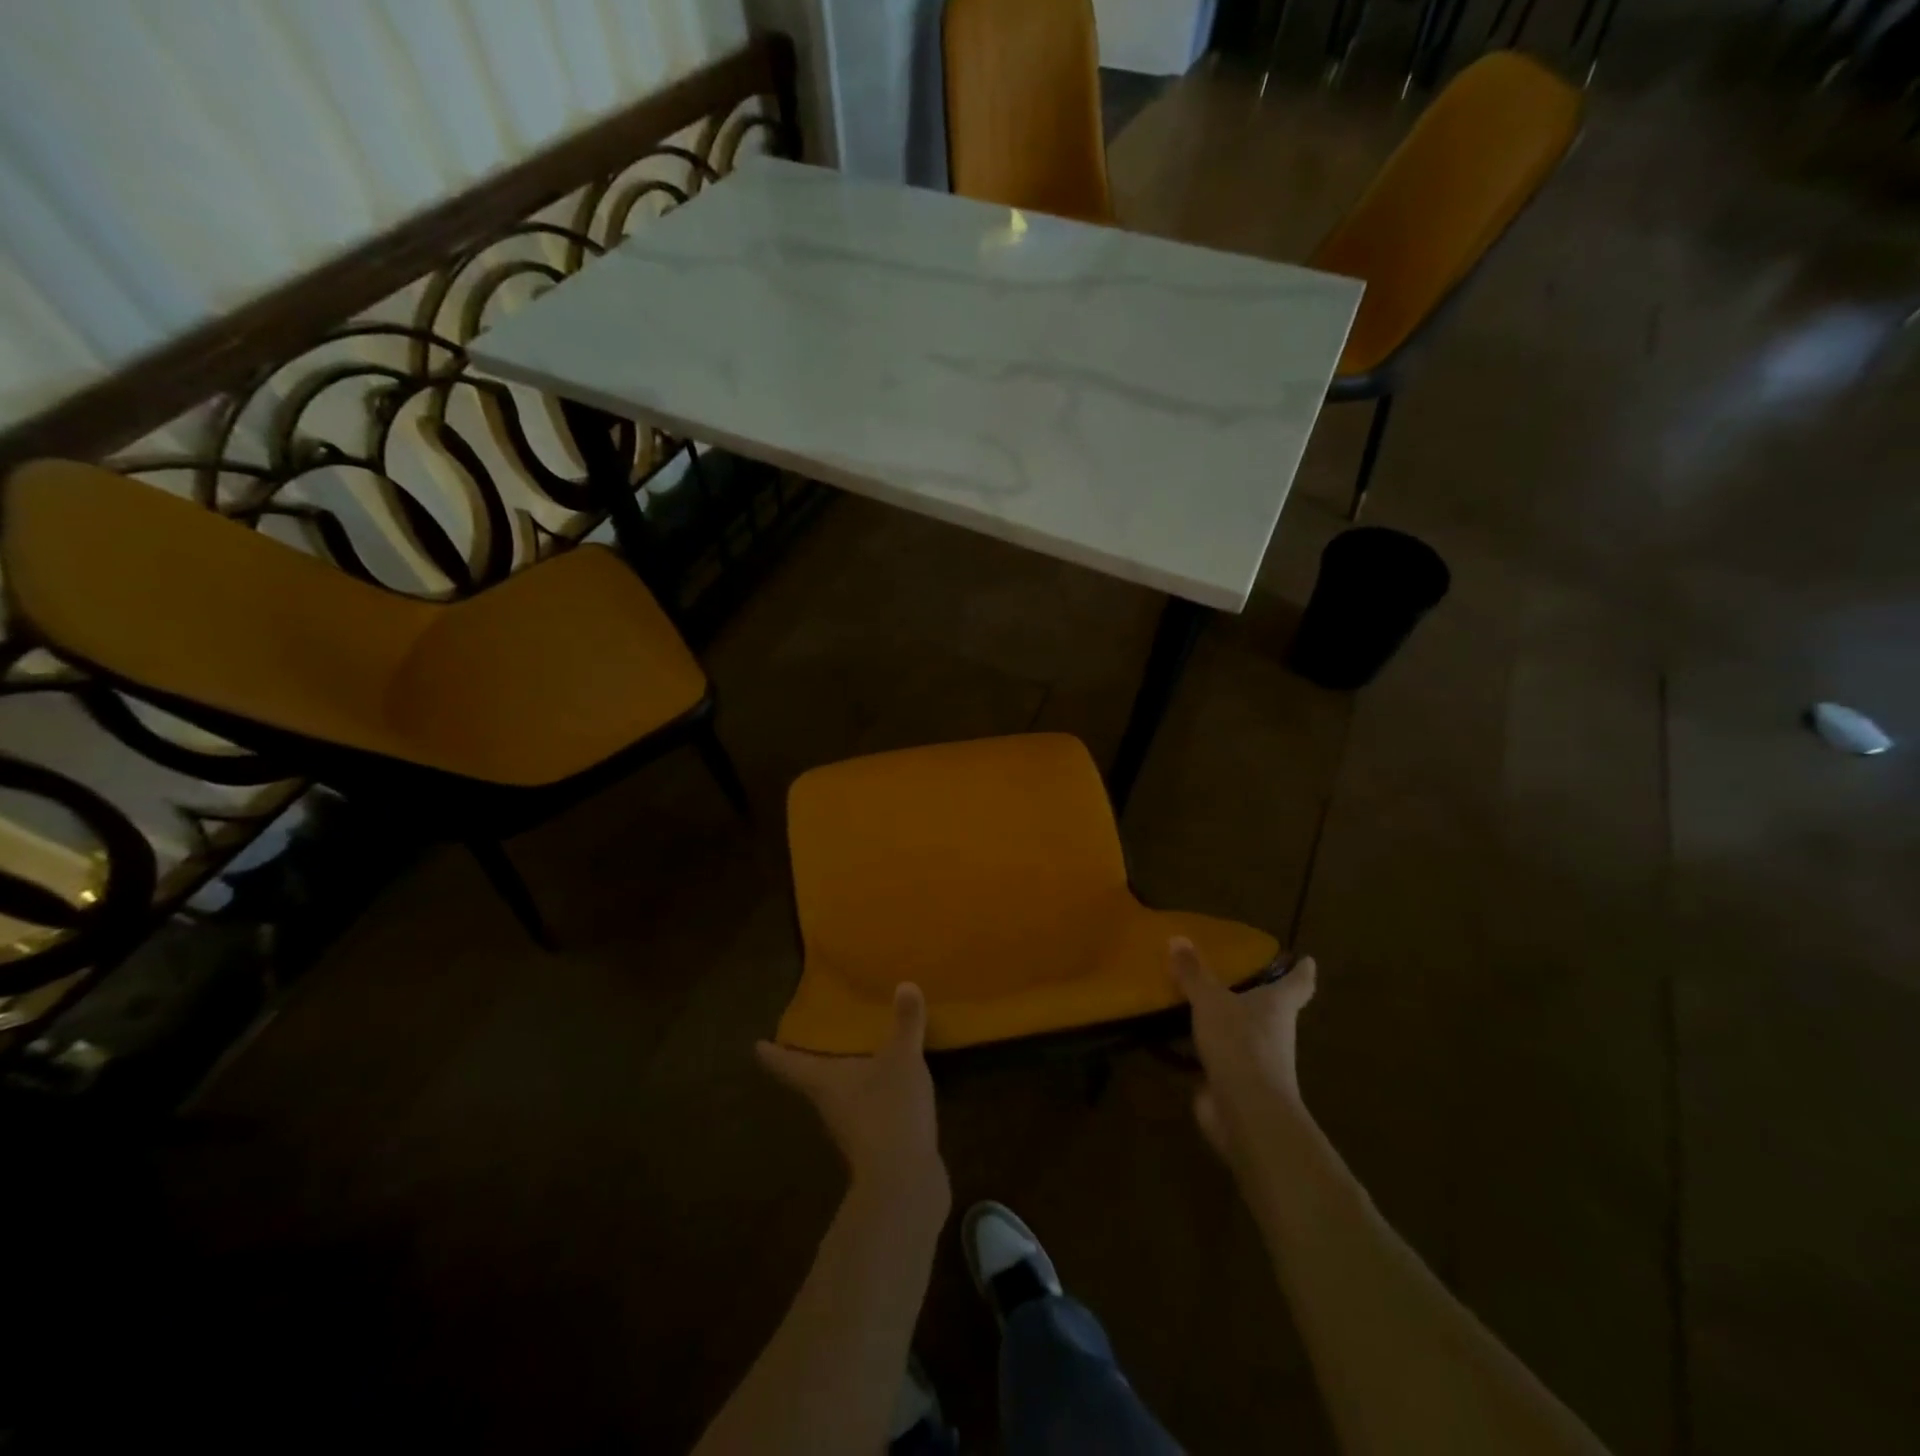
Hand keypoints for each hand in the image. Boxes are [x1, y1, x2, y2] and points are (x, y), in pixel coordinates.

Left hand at [756, 984, 947, 1205]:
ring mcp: (850, 1128)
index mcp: (823, 1081)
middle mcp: (829, 1104)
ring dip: (843, 1075)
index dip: (772, 1054)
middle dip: (812, 1058)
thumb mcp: (902, 1059)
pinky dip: (870, 1091)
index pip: (788, 1065)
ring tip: (854, 1052)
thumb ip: (905, 1023)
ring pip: (839, 1094)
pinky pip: (866, 1107)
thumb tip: (905, 984)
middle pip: (811, 1078)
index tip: (757, 1045)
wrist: (904, 1182)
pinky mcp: (874, 1144)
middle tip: (814, 1035)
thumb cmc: (889, 1111)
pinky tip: (888, 1083)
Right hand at [1170, 937, 1318, 1176]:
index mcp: (1278, 1006)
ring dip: (1225, 1021)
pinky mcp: (1233, 1083)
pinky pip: (1216, 1056)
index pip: (1299, 984)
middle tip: (1234, 972)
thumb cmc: (1241, 1045)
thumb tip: (1178, 937)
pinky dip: (1200, 1047)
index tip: (1307, 959)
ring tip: (1195, 999)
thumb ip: (1194, 973)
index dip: (1302, 971)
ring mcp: (1256, 1061)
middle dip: (1256, 994)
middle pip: (1271, 1009)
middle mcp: (1274, 1032)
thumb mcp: (1211, 1001)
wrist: (1247, 1113)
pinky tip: (1175, 1037)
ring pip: (1242, 1033)